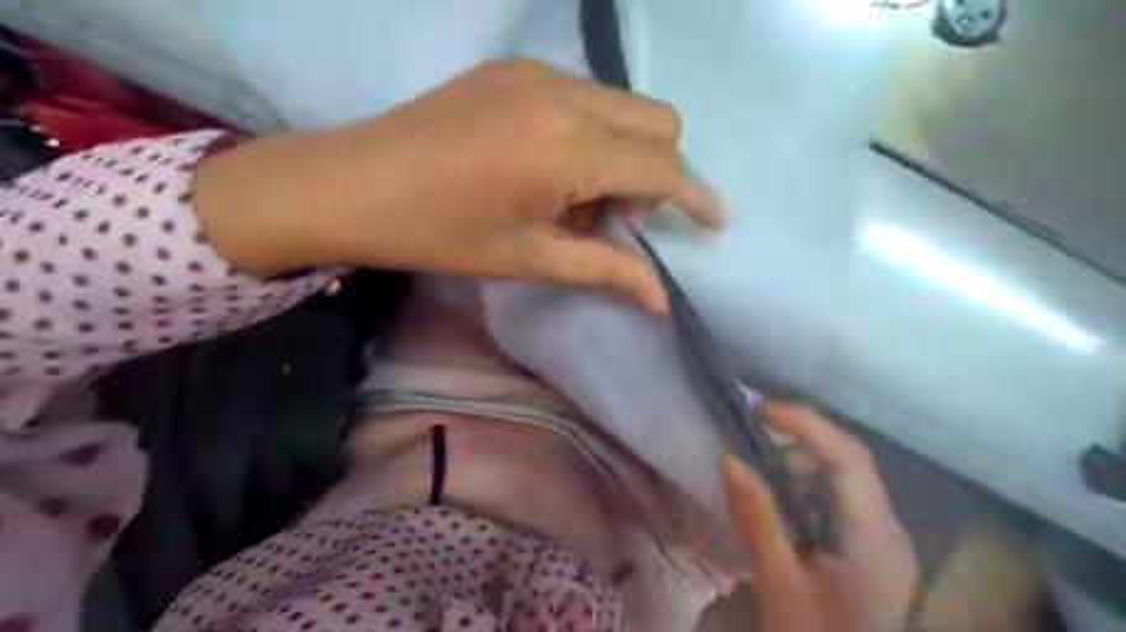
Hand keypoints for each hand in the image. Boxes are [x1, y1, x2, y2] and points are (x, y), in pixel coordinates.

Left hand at [193, 59, 720, 310]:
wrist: (349, 183)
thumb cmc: (438, 233)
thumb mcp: (528, 259)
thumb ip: (604, 270)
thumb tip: (660, 299)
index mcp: (567, 149)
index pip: (661, 167)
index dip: (694, 198)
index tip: (713, 221)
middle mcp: (563, 95)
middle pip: (658, 121)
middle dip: (659, 172)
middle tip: (618, 217)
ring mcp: (536, 72)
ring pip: (624, 105)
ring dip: (625, 152)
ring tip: (577, 196)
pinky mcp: (513, 67)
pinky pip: (585, 95)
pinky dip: (592, 132)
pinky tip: (551, 166)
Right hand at [720, 405, 921, 631]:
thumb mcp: (778, 581)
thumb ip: (756, 515)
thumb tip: (729, 456)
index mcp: (874, 540)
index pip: (850, 459)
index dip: (806, 424)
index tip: (760, 410)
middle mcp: (888, 530)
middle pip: (848, 462)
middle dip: (796, 447)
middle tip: (749, 453)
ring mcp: (883, 539)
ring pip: (841, 478)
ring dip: (797, 471)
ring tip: (758, 488)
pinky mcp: (870, 548)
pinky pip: (837, 500)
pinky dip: (803, 491)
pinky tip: (778, 511)